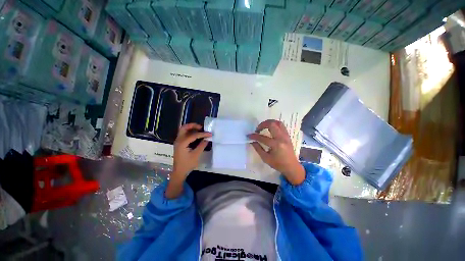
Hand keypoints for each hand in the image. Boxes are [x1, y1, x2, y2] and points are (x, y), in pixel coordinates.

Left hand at [166, 123, 210, 198]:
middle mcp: (178, 140)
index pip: (193, 135)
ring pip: (183, 130)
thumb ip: (202, 146)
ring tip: (200, 130)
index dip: (202, 134)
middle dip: (193, 126)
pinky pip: (184, 134)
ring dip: (191, 128)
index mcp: (182, 143)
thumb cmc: (187, 164)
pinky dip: (190, 132)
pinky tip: (196, 135)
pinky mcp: (179, 143)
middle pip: (184, 128)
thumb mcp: (196, 155)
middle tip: (201, 127)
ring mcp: (178, 141)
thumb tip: (207, 139)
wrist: (179, 171)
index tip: (210, 134)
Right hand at [248, 120, 304, 184]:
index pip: (262, 137)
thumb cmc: (278, 164)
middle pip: (271, 124)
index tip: (249, 135)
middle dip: (262, 125)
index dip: (254, 136)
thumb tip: (252, 141)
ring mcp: (286, 136)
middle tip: (257, 129)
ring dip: (269, 122)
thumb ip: (258, 148)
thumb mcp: (265, 158)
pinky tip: (270, 129)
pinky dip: (274, 125)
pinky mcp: (288, 135)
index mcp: (276, 145)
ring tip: (263, 127)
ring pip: (278, 122)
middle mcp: (281, 138)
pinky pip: (281, 126)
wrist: (292, 167)